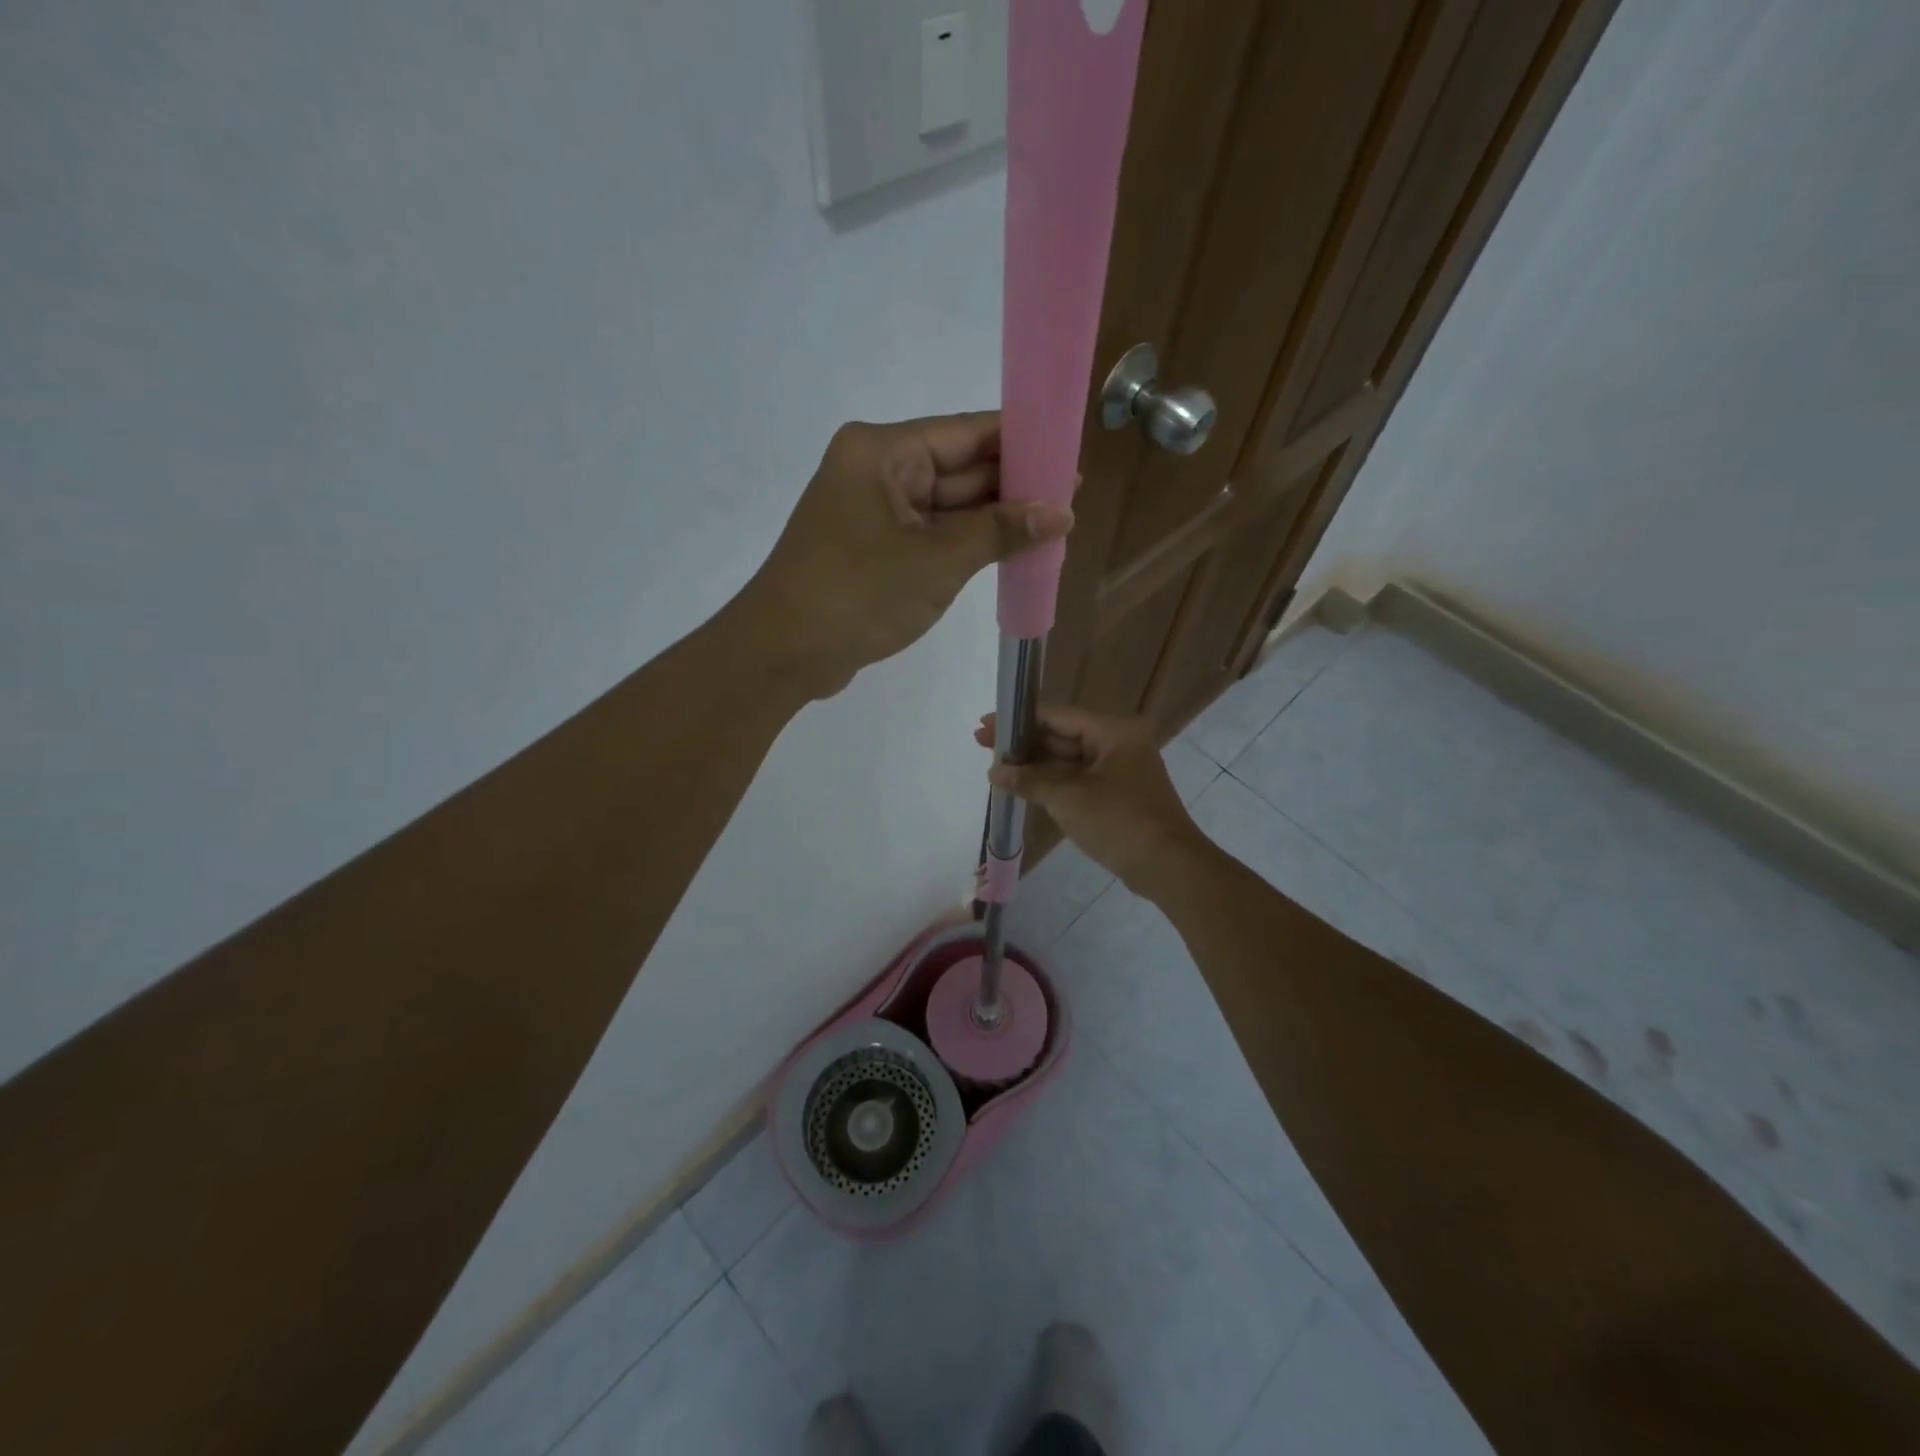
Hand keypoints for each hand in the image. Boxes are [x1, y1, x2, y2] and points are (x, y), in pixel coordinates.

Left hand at [745, 413, 1073, 697]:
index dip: (1021, 442)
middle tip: (1071, 498)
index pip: (966, 432)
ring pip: (946, 506)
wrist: (784, 653)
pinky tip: (1009, 551)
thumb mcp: (938, 560)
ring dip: (991, 520)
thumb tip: (1061, 511)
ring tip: (1053, 526)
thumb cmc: (859, 594)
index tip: (1068, 452)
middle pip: (957, 468)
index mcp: (883, 452)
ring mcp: (872, 512)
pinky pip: (929, 535)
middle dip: (1011, 486)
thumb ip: (1001, 531)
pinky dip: (965, 544)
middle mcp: (876, 471)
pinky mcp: (872, 549)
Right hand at [975, 707, 1204, 890]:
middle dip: (1023, 743)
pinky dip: (1052, 783)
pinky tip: (1023, 786)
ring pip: (1068, 760)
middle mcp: (1119, 743)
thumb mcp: (1068, 798)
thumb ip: (1029, 779)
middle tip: (982, 745)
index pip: (1057, 715)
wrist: (1168, 867)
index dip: (1018, 719)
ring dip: (1034, 765)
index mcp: (1114, 731)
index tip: (985, 724)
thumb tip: (995, 771)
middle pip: (1062, 735)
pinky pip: (1078, 780)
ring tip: (996, 768)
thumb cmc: (1119, 822)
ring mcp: (1120, 770)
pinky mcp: (1118, 795)